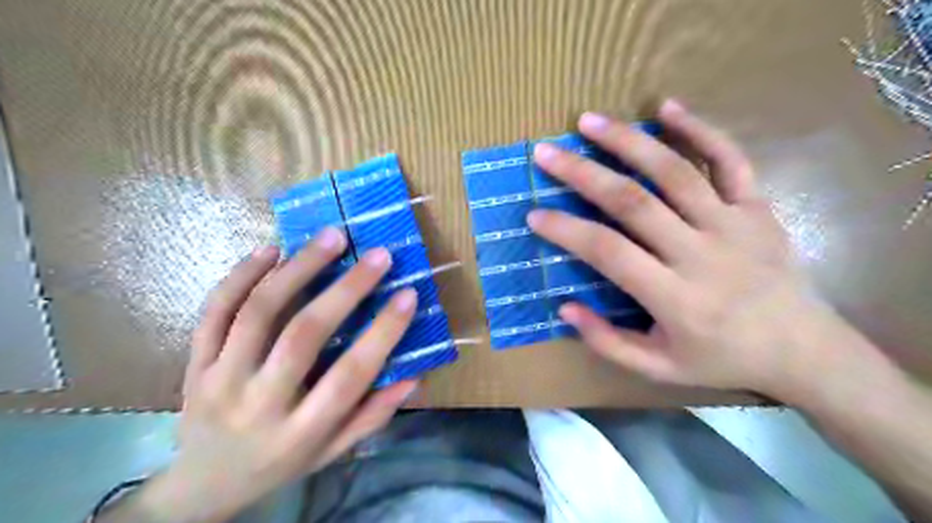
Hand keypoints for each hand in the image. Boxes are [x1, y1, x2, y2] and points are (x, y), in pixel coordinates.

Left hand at [124, 232, 415, 522]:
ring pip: (258, 312)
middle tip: (377, 254)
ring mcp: (219, 379)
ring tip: (330, 237)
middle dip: (346, 289)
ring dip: (298, 268)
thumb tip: (414, 377)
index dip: (382, 333)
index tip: (408, 295)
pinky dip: (241, 275)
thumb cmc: (280, 464)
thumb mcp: (332, 452)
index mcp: (301, 431)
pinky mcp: (193, 363)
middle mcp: (259, 403)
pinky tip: (270, 250)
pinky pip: (214, 311)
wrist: (201, 486)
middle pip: (303, 335)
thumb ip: (373, 416)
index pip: (350, 376)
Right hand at [527, 101, 849, 398]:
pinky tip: (667, 107)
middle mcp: (700, 252)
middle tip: (547, 154)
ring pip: (674, 171)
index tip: (535, 215)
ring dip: (628, 141)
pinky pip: (729, 159)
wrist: (803, 350)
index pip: (608, 252)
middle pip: (633, 202)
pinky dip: (699, 129)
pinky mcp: (756, 207)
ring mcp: (732, 224)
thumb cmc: (723, 359)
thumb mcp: (659, 369)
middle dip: (583, 174)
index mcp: (674, 297)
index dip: (567, 230)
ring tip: (589, 122)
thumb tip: (564, 308)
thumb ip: (608, 343)